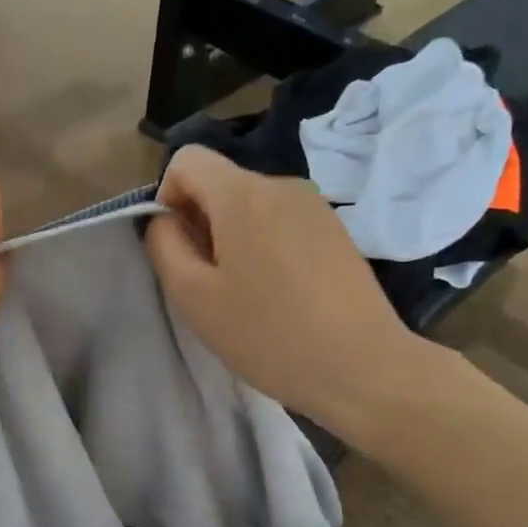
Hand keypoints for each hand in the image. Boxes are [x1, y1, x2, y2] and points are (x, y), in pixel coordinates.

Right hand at [144, 146, 451, 448]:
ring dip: (233, 237)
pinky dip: (265, 245)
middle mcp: (281, 185)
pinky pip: (281, 221)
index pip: (187, 159)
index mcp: (243, 194)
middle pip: (220, 183)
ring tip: (246, 293)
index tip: (179, 247)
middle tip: (210, 282)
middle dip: (201, 222)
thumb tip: (165, 219)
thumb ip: (164, 245)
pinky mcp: (335, 229)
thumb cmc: (268, 335)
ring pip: (250, 205)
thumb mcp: (193, 296)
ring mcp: (315, 205)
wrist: (363, 367)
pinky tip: (279, 293)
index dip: (167, 196)